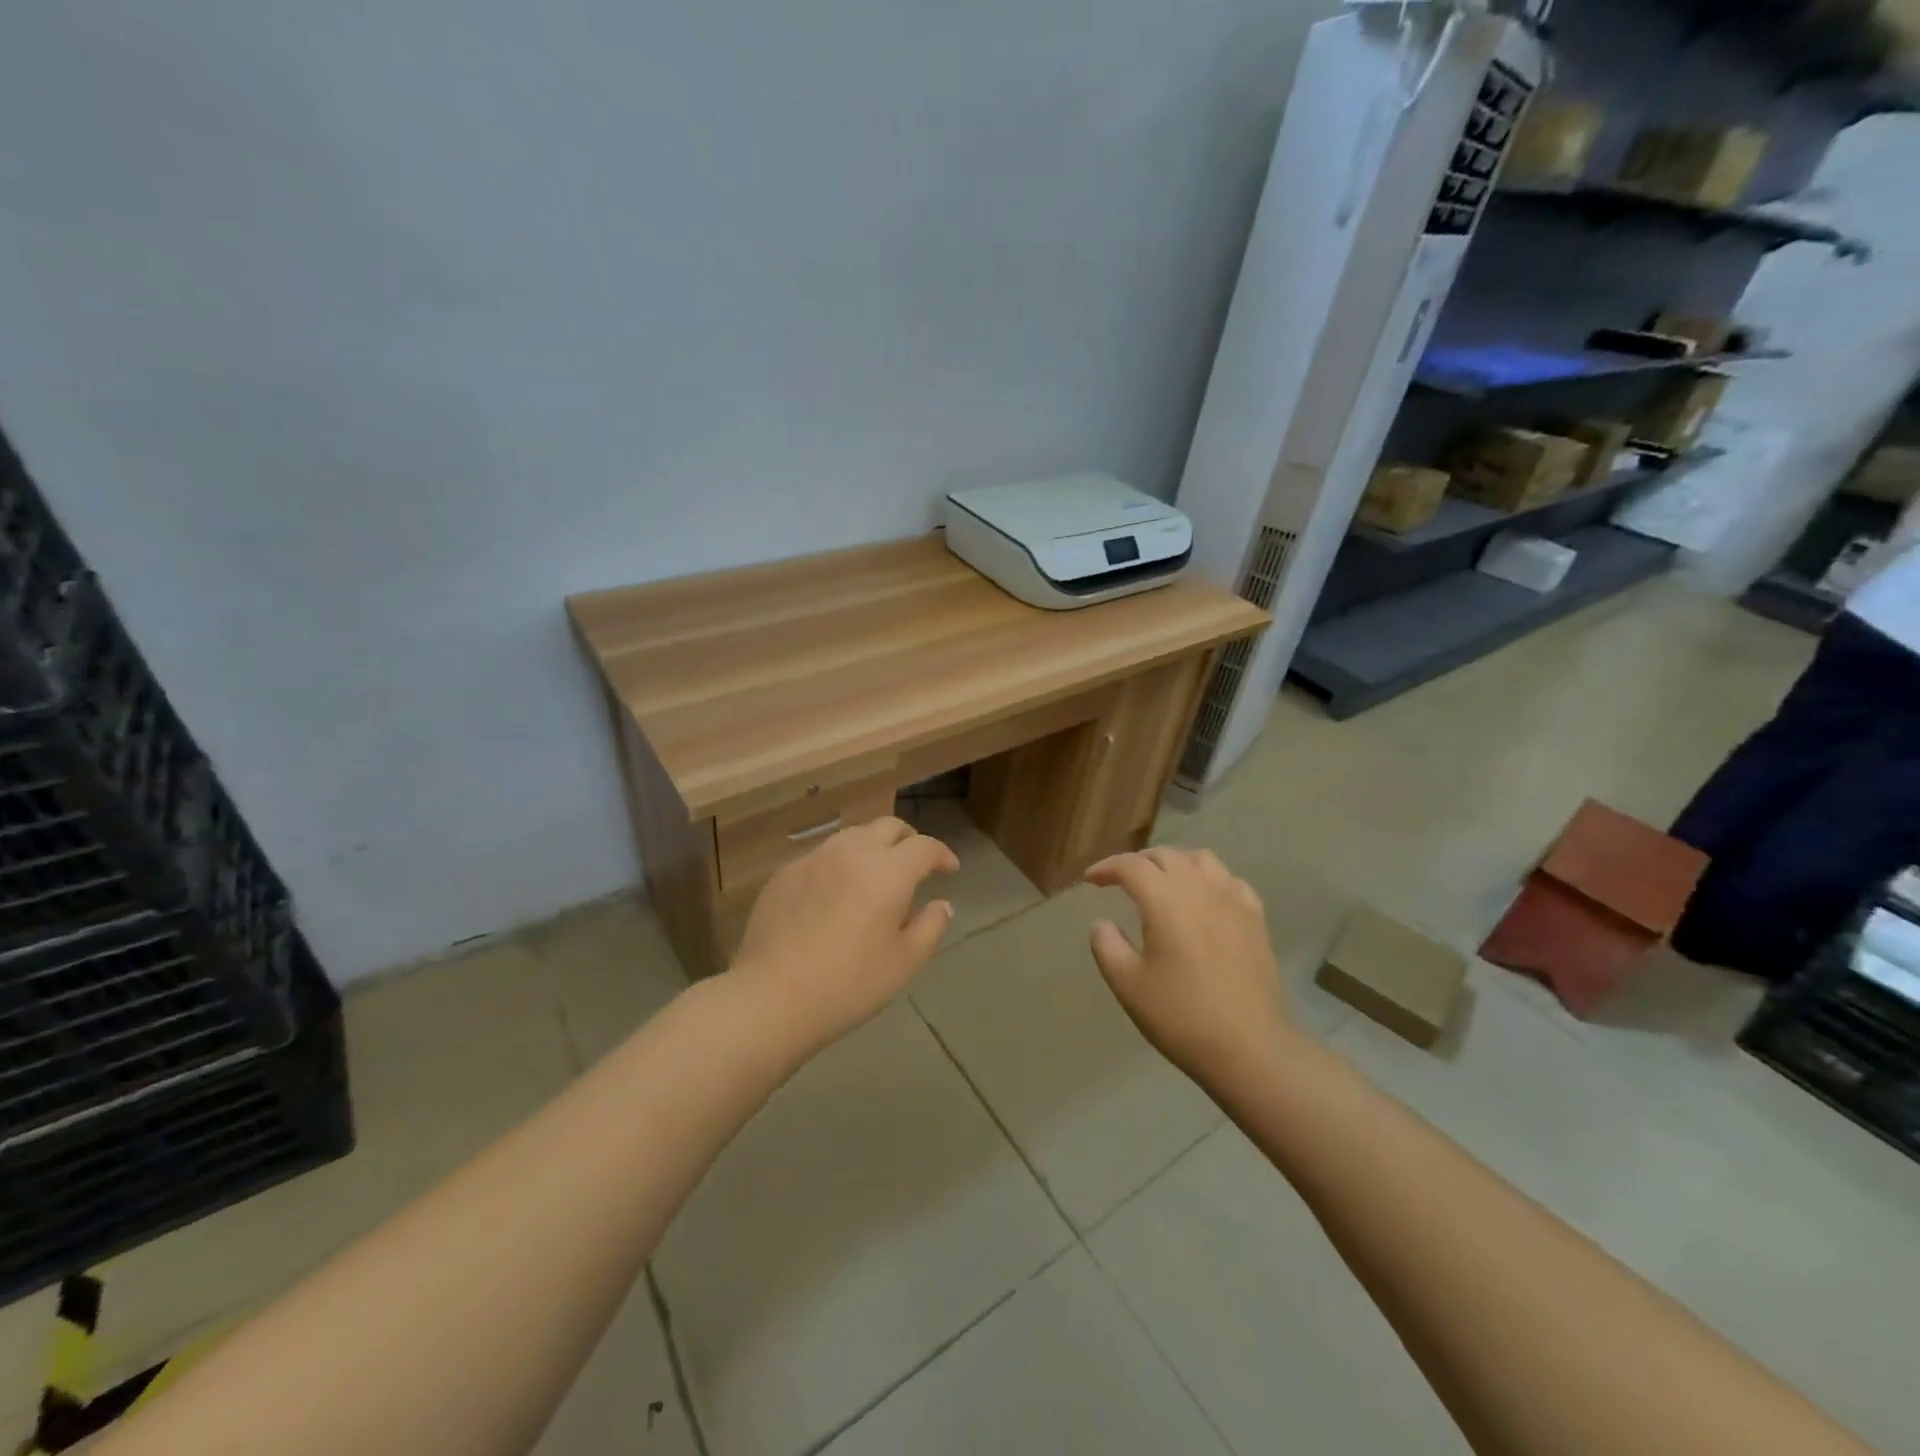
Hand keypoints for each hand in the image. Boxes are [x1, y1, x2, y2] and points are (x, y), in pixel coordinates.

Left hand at [730, 816, 957, 1050]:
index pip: (924, 846)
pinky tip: (834, 896)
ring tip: (874, 877)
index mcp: (888, 871)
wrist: (772, 996)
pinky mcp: (784, 874)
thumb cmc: (849, 983)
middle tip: (914, 866)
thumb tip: (942, 905)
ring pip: (852, 836)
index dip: (942, 854)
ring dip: (872, 848)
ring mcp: (813, 859)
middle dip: (908, 840)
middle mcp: (851, 852)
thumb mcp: (905, 963)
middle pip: (887, 826)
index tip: (949, 870)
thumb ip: (931, 927)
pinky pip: (821, 857)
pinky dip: (839, 866)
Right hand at [1085, 847, 1294, 1086]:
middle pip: (1166, 856)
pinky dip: (1209, 879)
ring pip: (1201, 859)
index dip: (1107, 867)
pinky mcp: (1256, 918)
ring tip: (1163, 882)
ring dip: (1175, 863)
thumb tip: (1103, 923)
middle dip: (1139, 862)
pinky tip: (1205, 898)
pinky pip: (1230, 880)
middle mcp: (1200, 888)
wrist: (1249, 1047)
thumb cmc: (1181, 1015)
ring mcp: (1233, 900)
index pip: (1131, 865)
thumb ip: (1107, 945)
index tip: (1091, 879)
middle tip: (1121, 880)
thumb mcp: (1127, 984)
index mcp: (1165, 900)